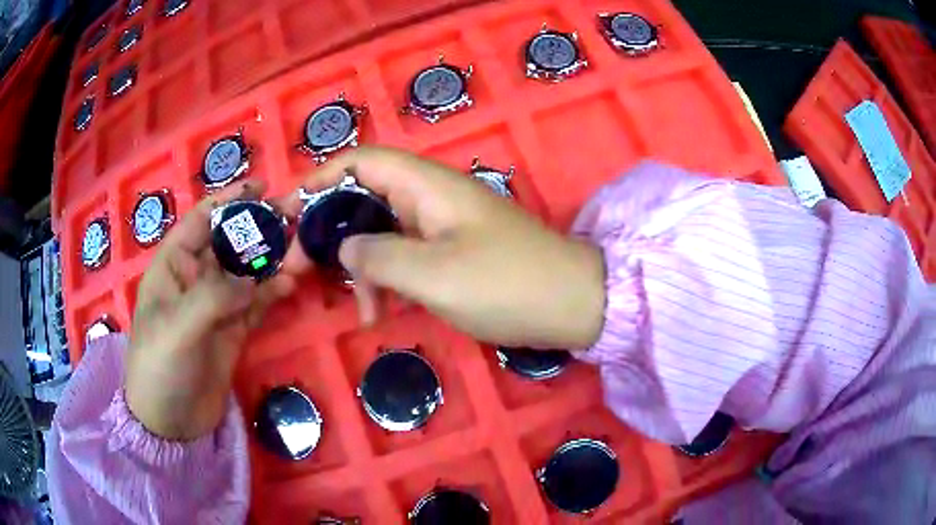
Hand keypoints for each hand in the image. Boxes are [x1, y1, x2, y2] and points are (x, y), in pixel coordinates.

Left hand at [126, 180, 295, 440]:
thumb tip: (253, 278)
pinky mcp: (234, 330)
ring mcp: (216, 305)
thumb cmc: (159, 367)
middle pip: (229, 242)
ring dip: (271, 257)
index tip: (259, 185)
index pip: (200, 221)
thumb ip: (213, 297)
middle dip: (257, 225)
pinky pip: (256, 302)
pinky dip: (273, 291)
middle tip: (294, 211)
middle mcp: (195, 279)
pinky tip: (290, 283)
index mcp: (172, 267)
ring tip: (300, 244)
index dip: (227, 201)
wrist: (171, 422)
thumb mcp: (178, 328)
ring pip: (247, 270)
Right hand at [280, 147, 605, 348]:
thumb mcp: (433, 274)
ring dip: (357, 265)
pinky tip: (377, 312)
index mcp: (426, 185)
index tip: (284, 212)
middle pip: (362, 199)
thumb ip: (378, 257)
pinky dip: (384, 280)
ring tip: (352, 307)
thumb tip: (344, 248)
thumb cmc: (506, 285)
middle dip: (327, 231)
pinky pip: (402, 256)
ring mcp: (441, 225)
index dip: (318, 180)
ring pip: (379, 233)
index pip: (360, 162)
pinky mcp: (450, 252)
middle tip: (297, 269)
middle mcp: (429, 196)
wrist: (572, 305)